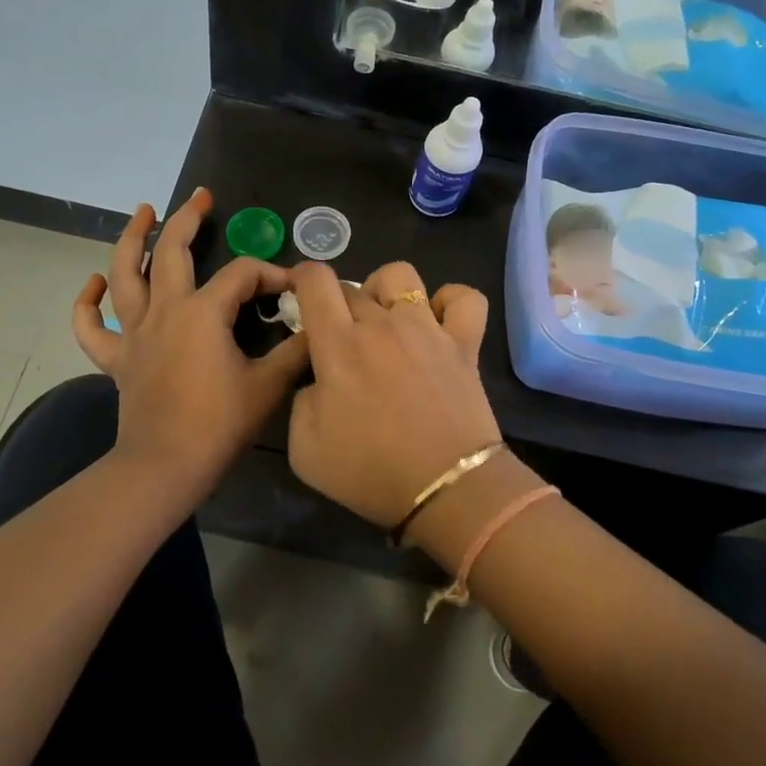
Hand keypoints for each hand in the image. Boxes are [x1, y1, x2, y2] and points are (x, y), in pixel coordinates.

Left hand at [72, 188, 307, 500]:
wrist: (165, 467)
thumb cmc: (218, 425)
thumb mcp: (268, 386)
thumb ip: (296, 351)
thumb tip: (320, 326)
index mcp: (203, 312)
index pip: (243, 274)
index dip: (271, 274)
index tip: (293, 289)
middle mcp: (165, 309)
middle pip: (171, 250)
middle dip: (187, 218)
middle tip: (201, 197)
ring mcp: (134, 332)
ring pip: (123, 273)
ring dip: (132, 239)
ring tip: (142, 213)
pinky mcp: (116, 358)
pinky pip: (91, 325)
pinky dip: (88, 301)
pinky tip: (94, 283)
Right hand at [284, 260, 502, 528]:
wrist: (446, 489)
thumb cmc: (370, 472)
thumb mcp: (305, 449)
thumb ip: (302, 400)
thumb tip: (319, 378)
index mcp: (339, 345)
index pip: (316, 281)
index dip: (303, 277)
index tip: (300, 295)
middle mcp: (382, 324)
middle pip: (353, 286)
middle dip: (337, 303)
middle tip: (340, 339)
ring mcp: (427, 329)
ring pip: (401, 276)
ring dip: (385, 290)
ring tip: (385, 319)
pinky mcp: (464, 343)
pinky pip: (464, 298)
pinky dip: (450, 301)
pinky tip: (438, 321)